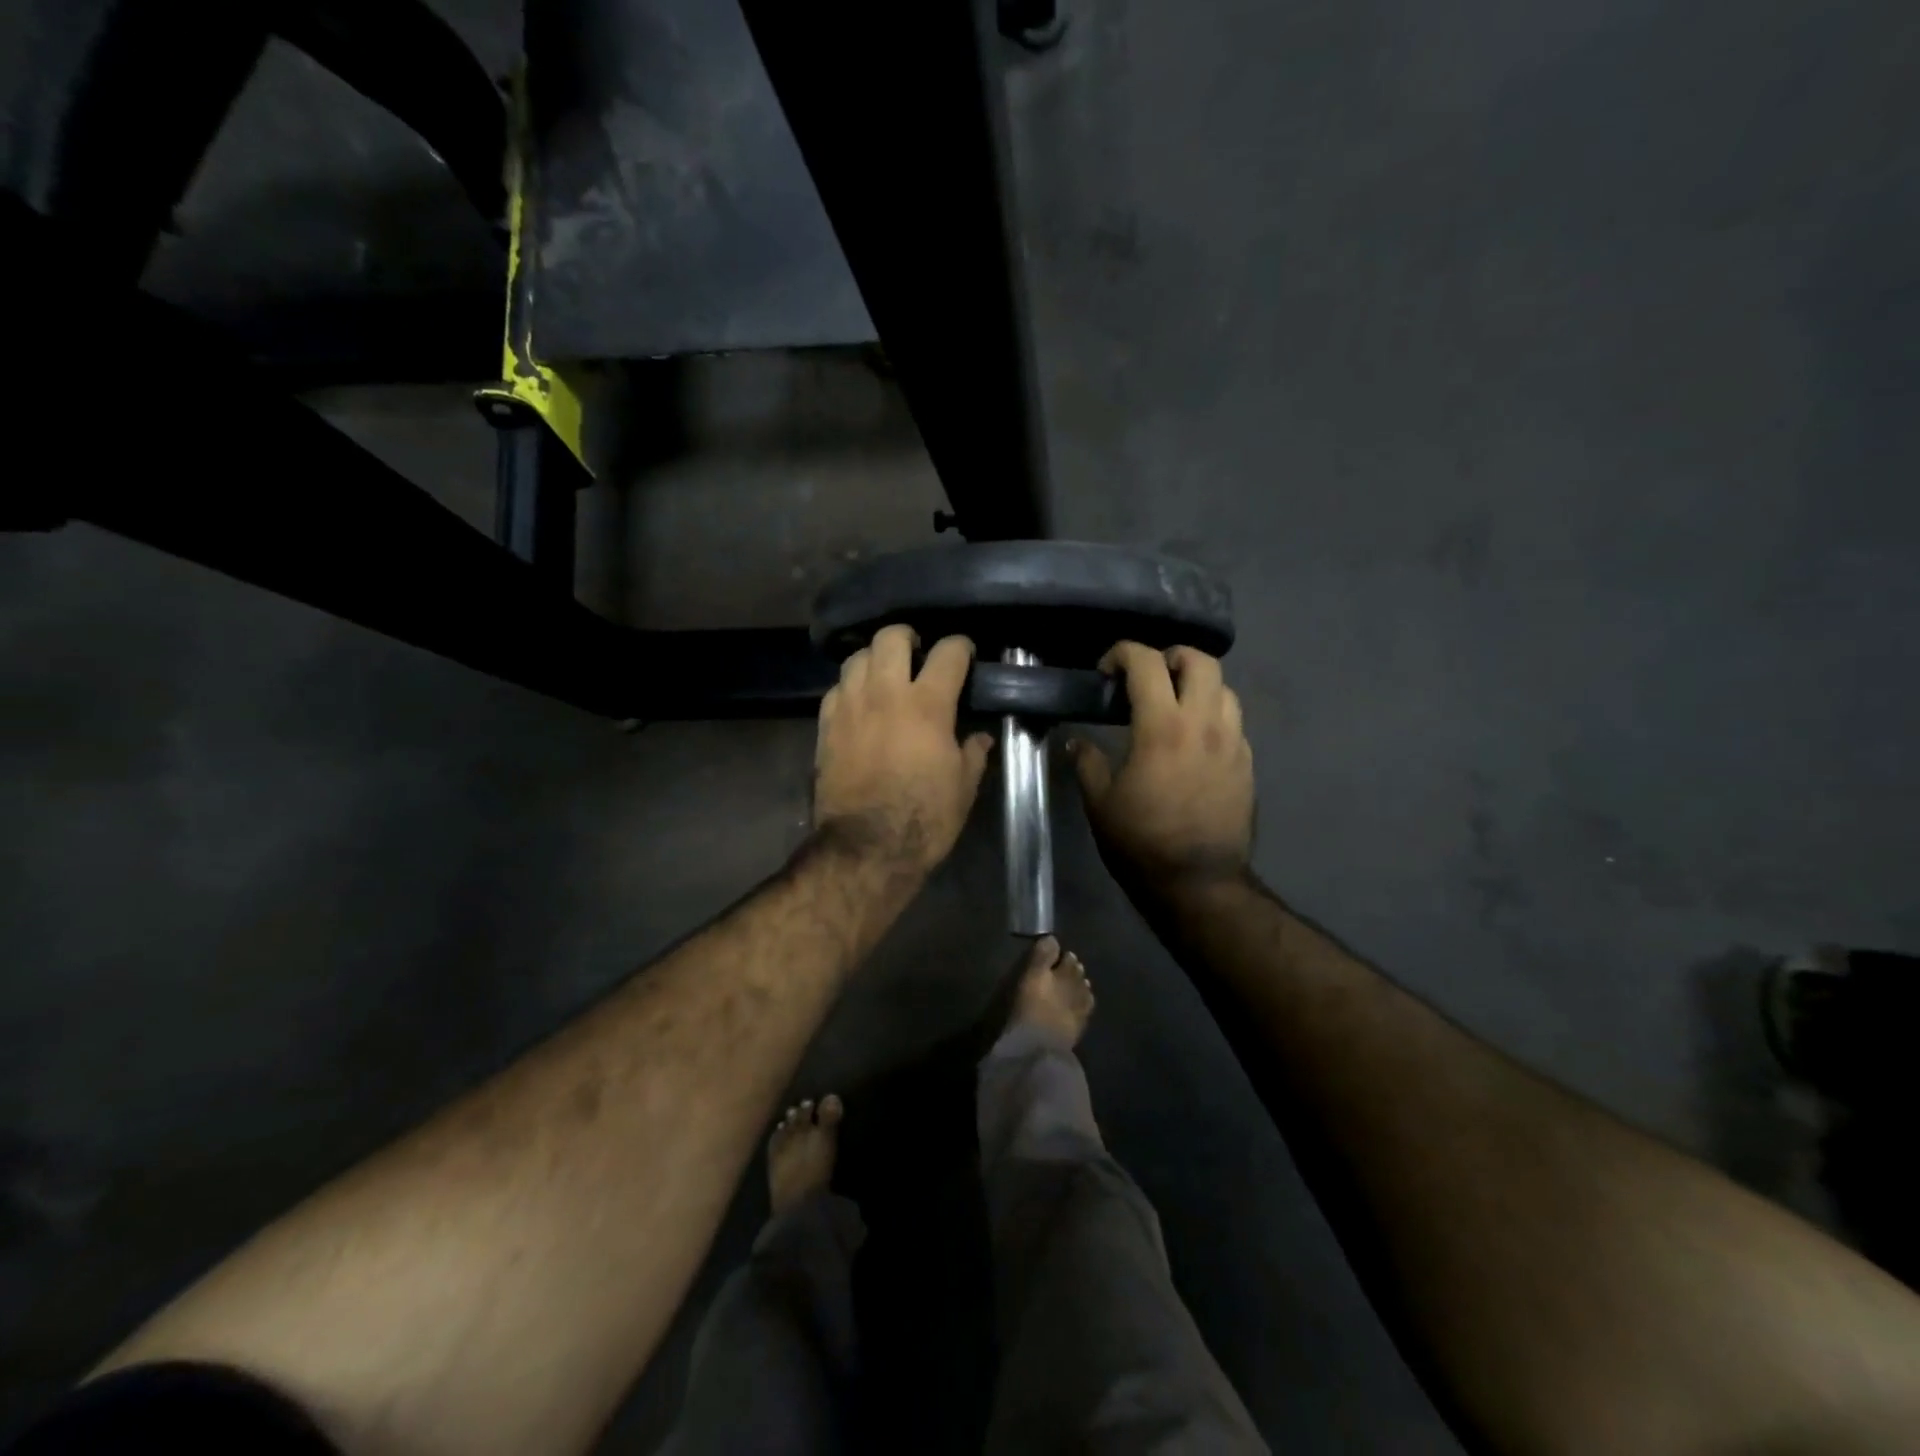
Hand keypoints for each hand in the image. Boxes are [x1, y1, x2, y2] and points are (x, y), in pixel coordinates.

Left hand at [814, 625, 993, 875]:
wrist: (866, 847)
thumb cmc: (924, 818)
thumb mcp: (963, 788)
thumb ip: (973, 754)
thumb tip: (980, 738)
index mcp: (928, 704)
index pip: (948, 652)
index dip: (961, 647)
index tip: (965, 654)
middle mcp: (885, 693)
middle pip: (891, 637)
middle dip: (908, 637)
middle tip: (918, 652)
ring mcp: (850, 706)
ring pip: (857, 656)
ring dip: (875, 658)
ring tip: (885, 673)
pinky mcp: (825, 725)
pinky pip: (836, 688)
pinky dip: (851, 686)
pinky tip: (860, 702)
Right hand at [1070, 643, 1253, 895]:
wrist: (1199, 883)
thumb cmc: (1141, 842)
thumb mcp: (1100, 803)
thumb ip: (1087, 763)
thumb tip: (1076, 743)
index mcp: (1162, 727)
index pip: (1147, 663)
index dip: (1122, 654)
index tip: (1106, 671)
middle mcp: (1204, 724)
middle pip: (1200, 660)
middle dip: (1170, 657)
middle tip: (1148, 677)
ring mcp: (1233, 742)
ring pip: (1224, 688)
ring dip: (1197, 685)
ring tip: (1173, 705)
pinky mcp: (1248, 763)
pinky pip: (1234, 721)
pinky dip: (1212, 715)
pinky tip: (1193, 740)